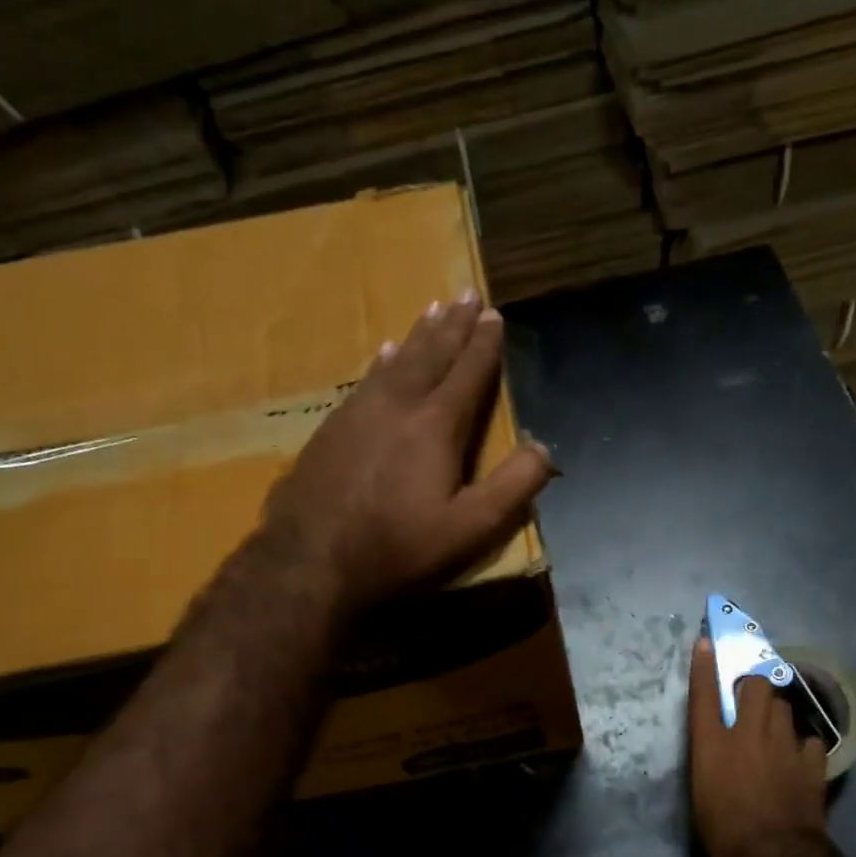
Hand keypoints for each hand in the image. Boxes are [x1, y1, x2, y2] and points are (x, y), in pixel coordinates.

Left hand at [253, 293, 553, 615]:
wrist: (310, 562)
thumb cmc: (399, 547)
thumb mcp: (471, 528)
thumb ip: (513, 487)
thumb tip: (545, 449)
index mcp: (436, 426)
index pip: (468, 373)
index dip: (484, 344)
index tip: (494, 314)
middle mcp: (398, 405)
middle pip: (431, 354)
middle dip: (453, 325)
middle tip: (466, 294)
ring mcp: (359, 413)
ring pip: (396, 361)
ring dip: (418, 335)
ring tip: (432, 311)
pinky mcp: (331, 428)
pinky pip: (366, 379)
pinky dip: (382, 361)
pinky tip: (382, 354)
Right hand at [687, 635, 830, 856]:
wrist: (774, 856)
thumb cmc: (724, 831)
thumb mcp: (702, 792)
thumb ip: (710, 758)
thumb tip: (717, 745)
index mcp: (712, 743)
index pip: (705, 693)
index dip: (706, 665)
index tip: (708, 643)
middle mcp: (747, 734)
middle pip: (757, 686)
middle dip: (756, 683)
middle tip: (752, 695)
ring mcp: (784, 744)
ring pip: (785, 706)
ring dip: (778, 710)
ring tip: (776, 726)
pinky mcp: (811, 762)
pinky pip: (808, 738)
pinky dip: (802, 743)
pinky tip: (799, 756)